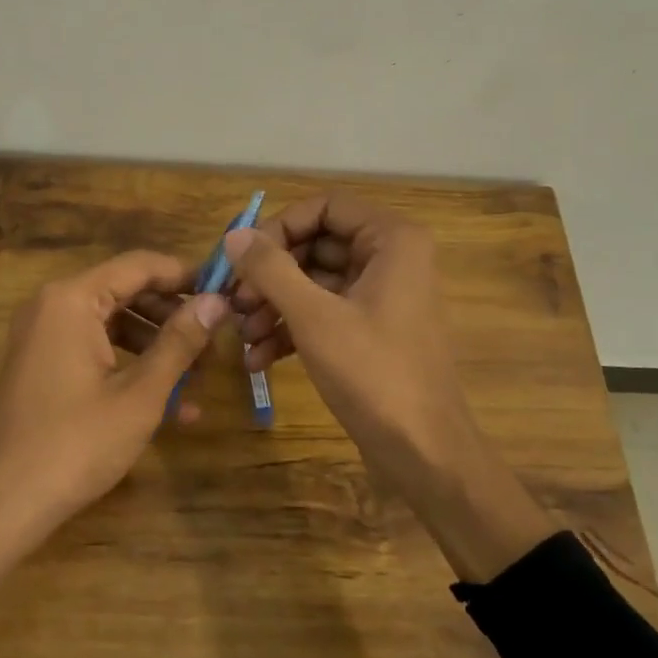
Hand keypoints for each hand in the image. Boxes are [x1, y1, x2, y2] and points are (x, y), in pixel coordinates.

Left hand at [0, 251, 229, 548]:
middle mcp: (52, 307)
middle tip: (216, 342)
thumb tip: (216, 301)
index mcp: (72, 300)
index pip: (138, 265)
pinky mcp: (41, 366)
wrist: (5, 503)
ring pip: (113, 325)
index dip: (184, 276)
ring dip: (156, 348)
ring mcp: (42, 337)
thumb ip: (179, 342)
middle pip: (125, 293)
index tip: (225, 292)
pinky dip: (129, 368)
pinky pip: (94, 351)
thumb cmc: (77, 443)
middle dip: (173, 318)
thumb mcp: (140, 393)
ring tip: (200, 380)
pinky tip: (171, 406)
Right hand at [225, 195, 552, 579]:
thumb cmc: (373, 374)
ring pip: (313, 282)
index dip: (279, 227)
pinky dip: (290, 328)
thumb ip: (271, 269)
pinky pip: (323, 312)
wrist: (423, 452)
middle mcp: (389, 258)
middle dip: (270, 274)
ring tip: (243, 336)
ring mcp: (379, 296)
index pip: (324, 206)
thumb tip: (234, 235)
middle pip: (314, 244)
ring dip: (273, 305)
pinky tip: (258, 358)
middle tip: (234, 302)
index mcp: (390, 240)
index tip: (243, 259)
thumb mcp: (314, 317)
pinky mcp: (369, 330)